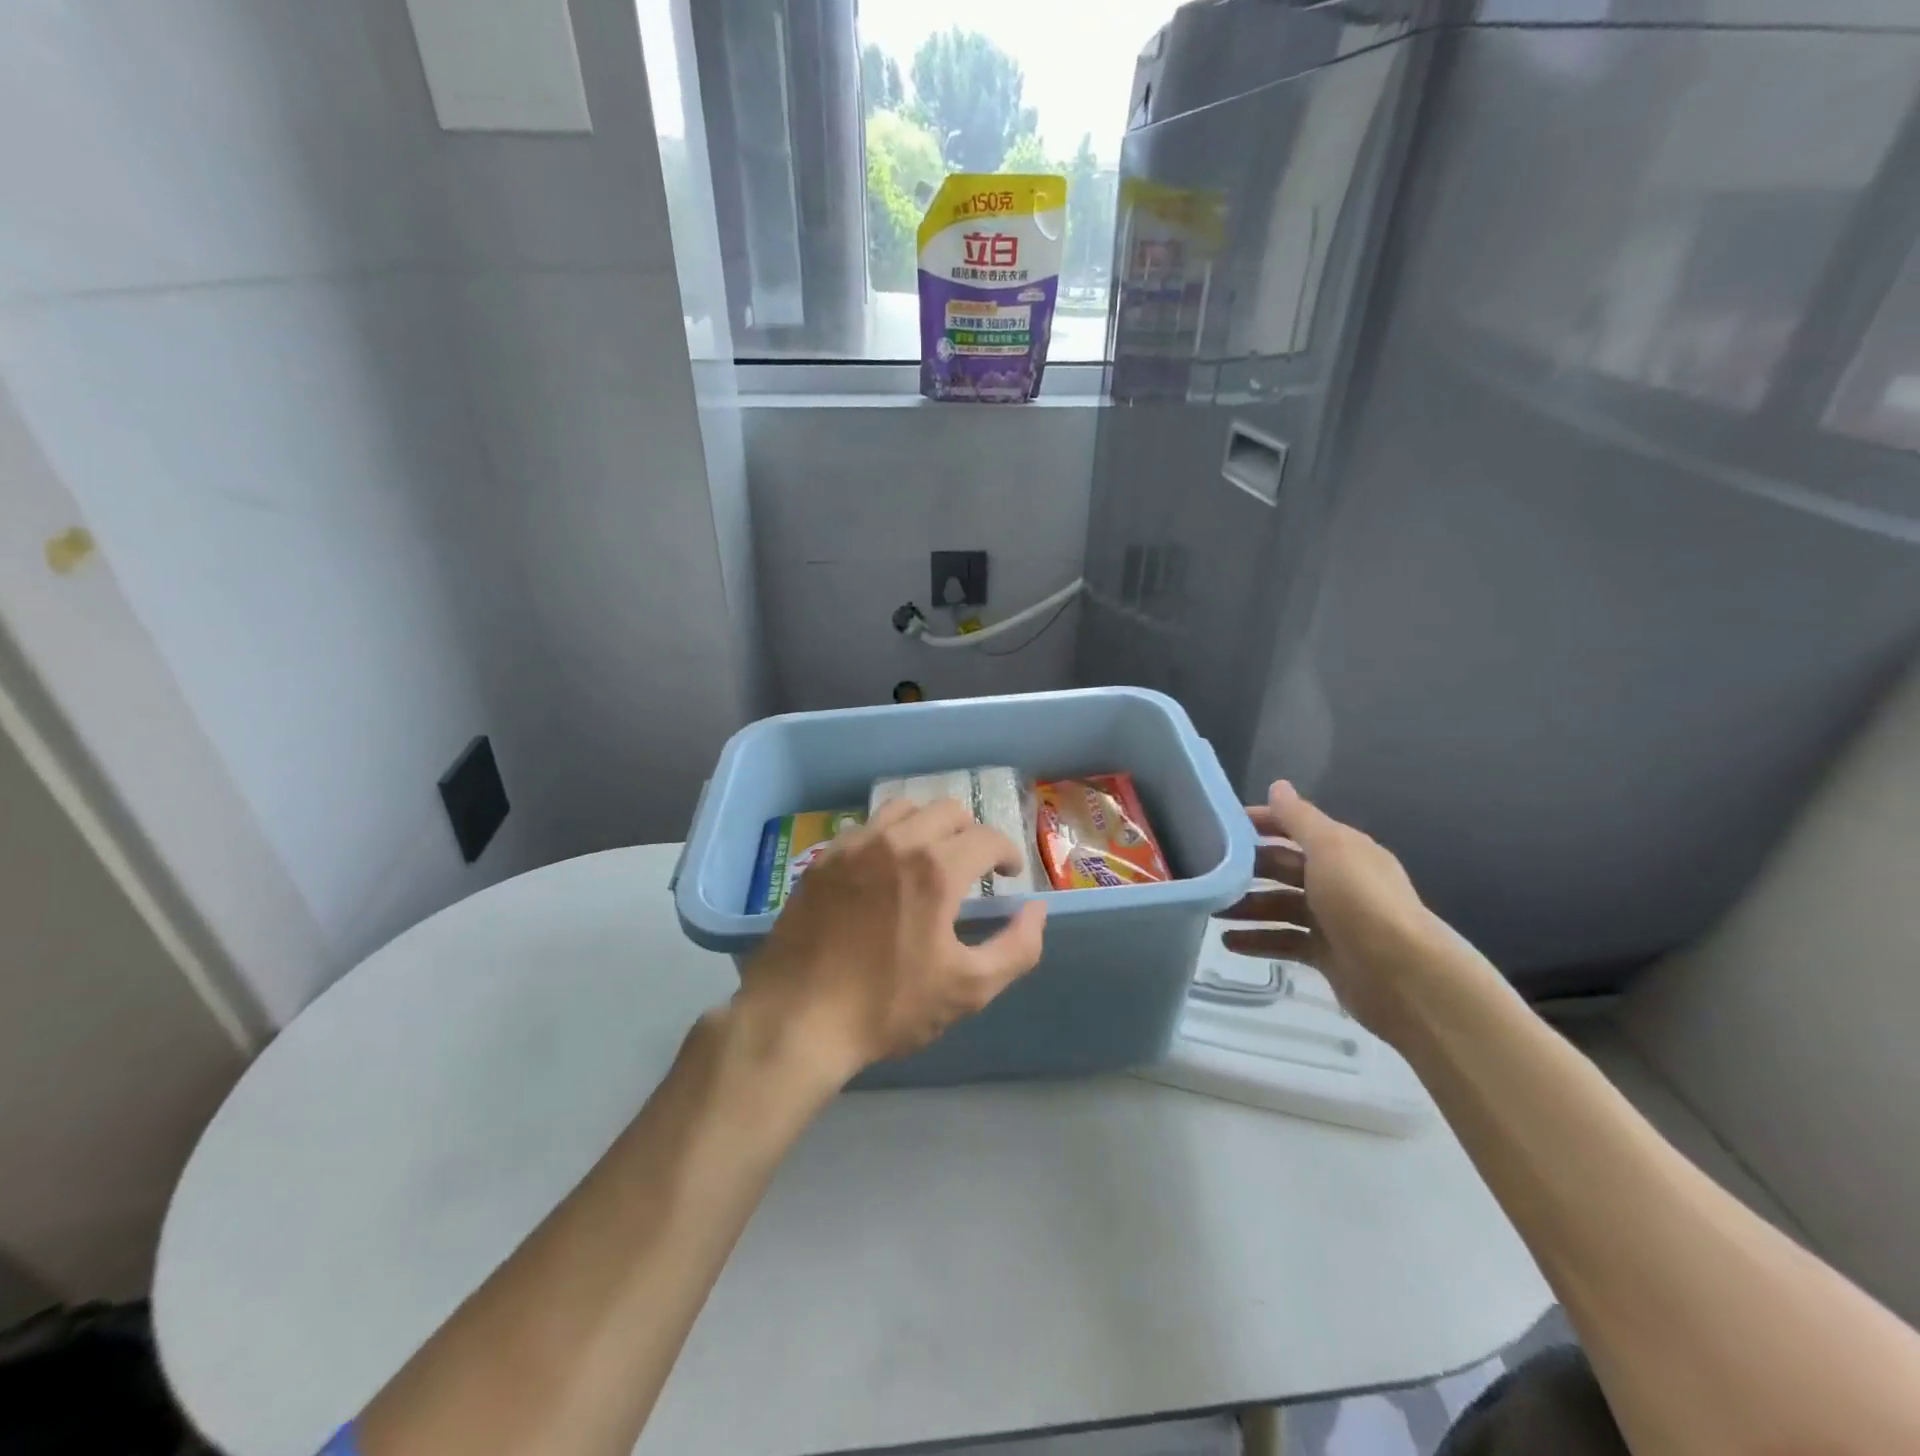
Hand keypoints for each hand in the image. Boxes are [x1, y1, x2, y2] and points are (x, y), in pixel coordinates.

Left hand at [735, 798, 1047, 1084]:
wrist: (797, 1019)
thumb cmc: (888, 1006)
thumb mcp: (968, 989)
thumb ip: (1017, 947)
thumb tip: (1037, 910)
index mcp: (935, 869)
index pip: (987, 837)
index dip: (1008, 853)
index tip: (1010, 876)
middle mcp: (895, 842)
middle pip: (947, 810)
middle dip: (971, 833)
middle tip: (975, 868)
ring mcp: (853, 846)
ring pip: (904, 808)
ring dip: (928, 826)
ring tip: (930, 860)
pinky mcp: (822, 860)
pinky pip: (865, 827)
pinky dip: (888, 836)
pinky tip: (884, 871)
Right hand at [1216, 781, 1440, 1045]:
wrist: (1404, 977)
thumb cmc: (1361, 902)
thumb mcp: (1329, 848)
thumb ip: (1299, 818)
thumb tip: (1278, 786)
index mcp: (1343, 850)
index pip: (1296, 828)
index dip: (1261, 823)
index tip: (1218, 826)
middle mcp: (1338, 881)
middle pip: (1284, 868)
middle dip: (1247, 869)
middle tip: (1205, 872)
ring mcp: (1332, 920)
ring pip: (1280, 906)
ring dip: (1246, 906)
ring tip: (1209, 911)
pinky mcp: (1326, 956)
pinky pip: (1284, 941)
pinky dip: (1257, 940)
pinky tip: (1228, 943)